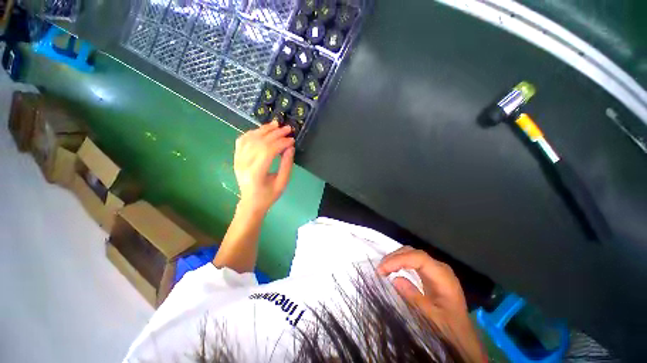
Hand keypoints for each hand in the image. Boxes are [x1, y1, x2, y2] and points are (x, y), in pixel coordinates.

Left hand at [234, 121, 294, 213]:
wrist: (251, 203)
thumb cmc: (269, 196)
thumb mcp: (282, 183)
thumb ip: (286, 164)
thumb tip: (290, 147)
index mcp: (256, 173)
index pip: (268, 151)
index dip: (281, 143)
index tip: (292, 140)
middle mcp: (243, 164)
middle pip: (259, 142)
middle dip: (275, 133)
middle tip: (287, 129)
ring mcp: (237, 160)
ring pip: (250, 138)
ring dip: (264, 129)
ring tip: (276, 124)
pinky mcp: (236, 158)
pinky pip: (242, 140)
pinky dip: (253, 132)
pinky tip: (262, 130)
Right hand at [378, 246, 484, 361]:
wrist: (463, 337)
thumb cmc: (450, 329)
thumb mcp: (432, 318)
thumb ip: (414, 298)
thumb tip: (395, 279)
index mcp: (442, 276)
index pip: (418, 258)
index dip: (398, 260)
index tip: (382, 269)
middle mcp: (439, 268)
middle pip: (414, 253)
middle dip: (395, 257)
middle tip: (380, 269)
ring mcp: (435, 270)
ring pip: (412, 255)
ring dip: (396, 259)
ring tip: (383, 269)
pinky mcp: (431, 274)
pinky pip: (413, 263)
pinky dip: (400, 264)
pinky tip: (393, 270)